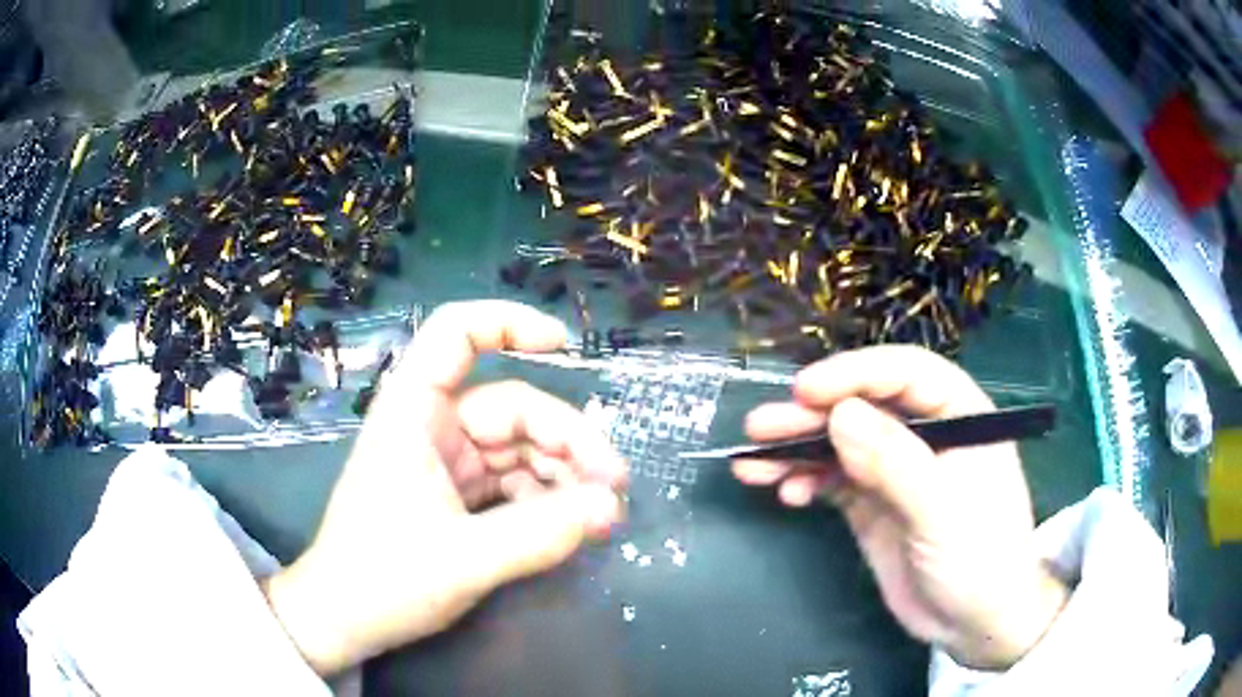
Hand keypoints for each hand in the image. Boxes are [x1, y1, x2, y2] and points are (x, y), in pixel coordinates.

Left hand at [264, 301, 627, 674]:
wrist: (345, 621)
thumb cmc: (383, 579)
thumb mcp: (464, 559)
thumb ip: (540, 534)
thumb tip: (610, 507)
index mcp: (413, 414)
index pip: (455, 335)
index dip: (508, 324)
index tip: (564, 346)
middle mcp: (431, 427)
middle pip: (511, 407)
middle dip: (567, 440)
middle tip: (614, 486)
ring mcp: (445, 463)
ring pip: (518, 448)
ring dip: (563, 476)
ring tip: (602, 516)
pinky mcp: (456, 497)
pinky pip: (511, 483)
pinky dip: (544, 500)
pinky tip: (570, 526)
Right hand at [733, 346, 1066, 669]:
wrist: (976, 624)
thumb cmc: (980, 561)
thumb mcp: (943, 513)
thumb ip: (896, 464)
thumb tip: (839, 416)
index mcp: (960, 416)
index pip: (906, 374)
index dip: (855, 374)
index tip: (806, 390)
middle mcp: (926, 434)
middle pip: (865, 407)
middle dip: (812, 415)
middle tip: (759, 427)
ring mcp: (896, 471)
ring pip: (841, 443)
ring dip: (797, 450)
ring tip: (753, 463)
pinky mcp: (874, 504)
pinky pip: (833, 481)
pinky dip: (806, 482)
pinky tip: (787, 494)